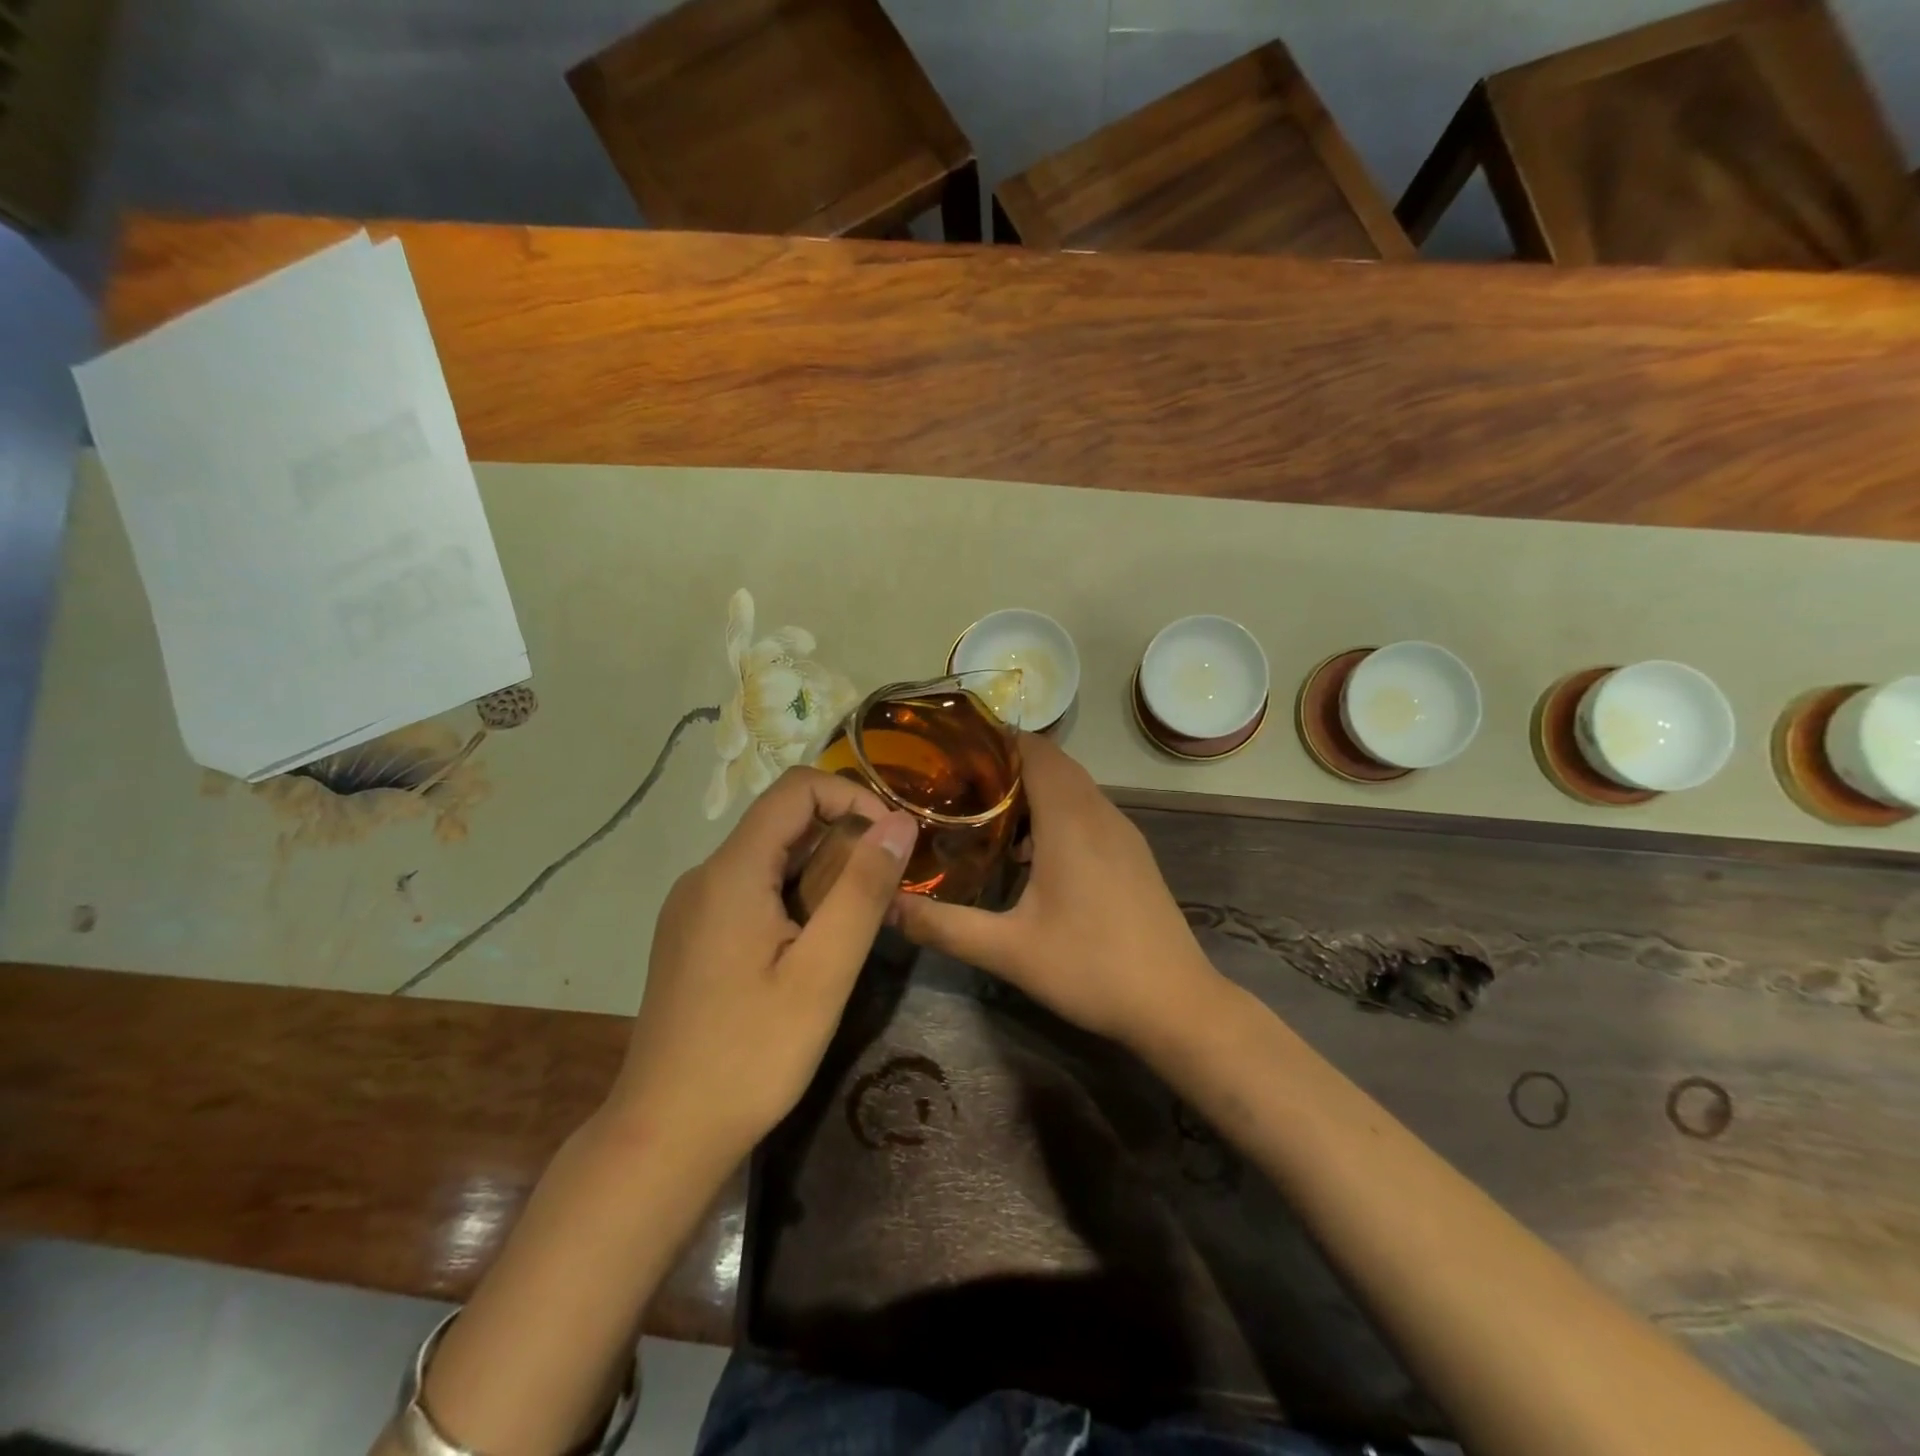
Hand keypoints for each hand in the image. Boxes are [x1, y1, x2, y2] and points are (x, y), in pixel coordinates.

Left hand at [612, 768, 917, 1167]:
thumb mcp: (823, 972)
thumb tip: (899, 822)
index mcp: (732, 872)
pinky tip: (812, 950)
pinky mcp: (692, 937)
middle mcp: (704, 876)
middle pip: (783, 823)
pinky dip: (794, 899)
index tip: (893, 840)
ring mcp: (692, 908)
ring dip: (822, 874)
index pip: (797, 788)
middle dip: (844, 841)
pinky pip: (751, 891)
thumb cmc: (751, 1054)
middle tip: (886, 892)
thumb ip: (863, 889)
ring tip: (857, 926)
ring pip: (770, 859)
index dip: (852, 796)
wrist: (664, 1135)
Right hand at [892, 734, 1222, 1052]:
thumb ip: (944, 926)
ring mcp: (1122, 832)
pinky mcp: (1132, 853)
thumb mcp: (1008, 951)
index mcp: (1070, 820)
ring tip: (985, 815)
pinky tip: (1030, 856)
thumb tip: (888, 908)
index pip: (1035, 750)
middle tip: (956, 784)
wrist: (1176, 1004)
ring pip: (1073, 787)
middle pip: (1053, 763)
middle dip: (1006, 765)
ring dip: (1033, 790)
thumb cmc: (1091, 968)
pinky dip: (1056, 813)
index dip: (995, 741)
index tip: (952, 751)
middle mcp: (1099, 812)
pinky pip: (1088, 811)